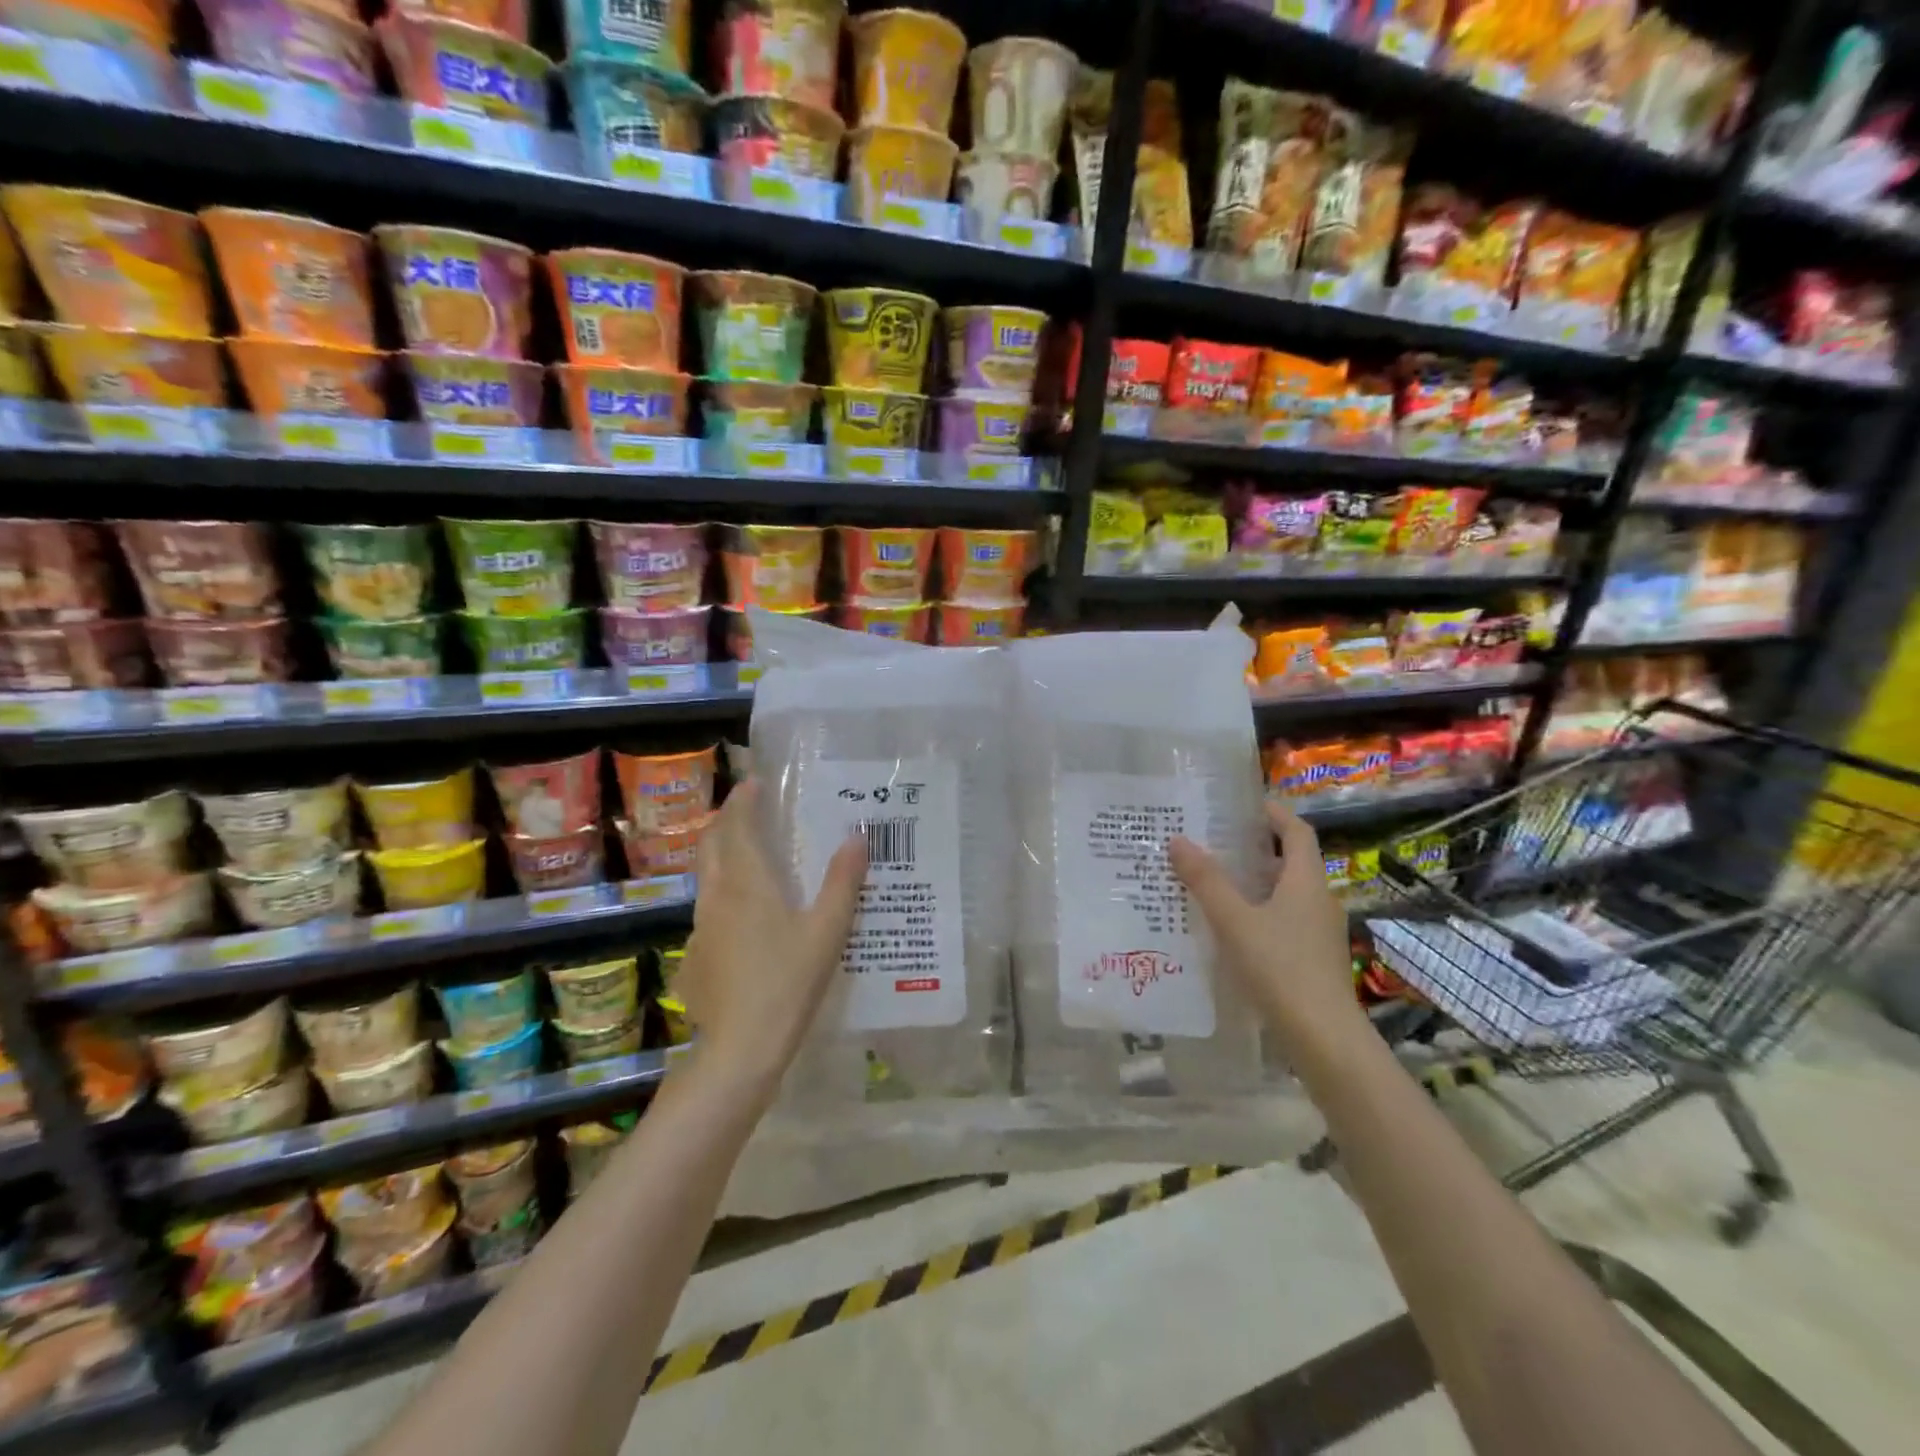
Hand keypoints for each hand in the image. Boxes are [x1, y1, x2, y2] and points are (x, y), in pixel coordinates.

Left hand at [674, 781, 867, 1098]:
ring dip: (722, 857)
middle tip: (749, 811)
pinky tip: (745, 920)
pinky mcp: (695, 957)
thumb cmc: (788, 982)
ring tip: (750, 858)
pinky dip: (723, 895)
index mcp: (746, 883)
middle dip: (726, 822)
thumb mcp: (827, 931)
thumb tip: (859, 837)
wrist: (739, 1049)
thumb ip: (843, 882)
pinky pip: (708, 911)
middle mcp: (716, 896)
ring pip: (706, 878)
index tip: (754, 783)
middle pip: (711, 845)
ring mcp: (700, 928)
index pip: (737, 826)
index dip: (743, 800)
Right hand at [1168, 799, 1364, 1067]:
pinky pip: (1282, 921)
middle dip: (1254, 849)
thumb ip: (1206, 881)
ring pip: (1284, 893)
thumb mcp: (1234, 921)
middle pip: (1289, 861)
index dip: (1273, 813)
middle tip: (1212, 842)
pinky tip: (1227, 928)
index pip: (1297, 831)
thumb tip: (1178, 840)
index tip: (1241, 806)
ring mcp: (1318, 932)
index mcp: (1306, 881)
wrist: (1324, 1038)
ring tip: (1211, 882)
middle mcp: (1318, 900)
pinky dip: (1257, 913)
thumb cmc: (1281, 968)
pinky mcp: (1312, 959)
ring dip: (1252, 883)